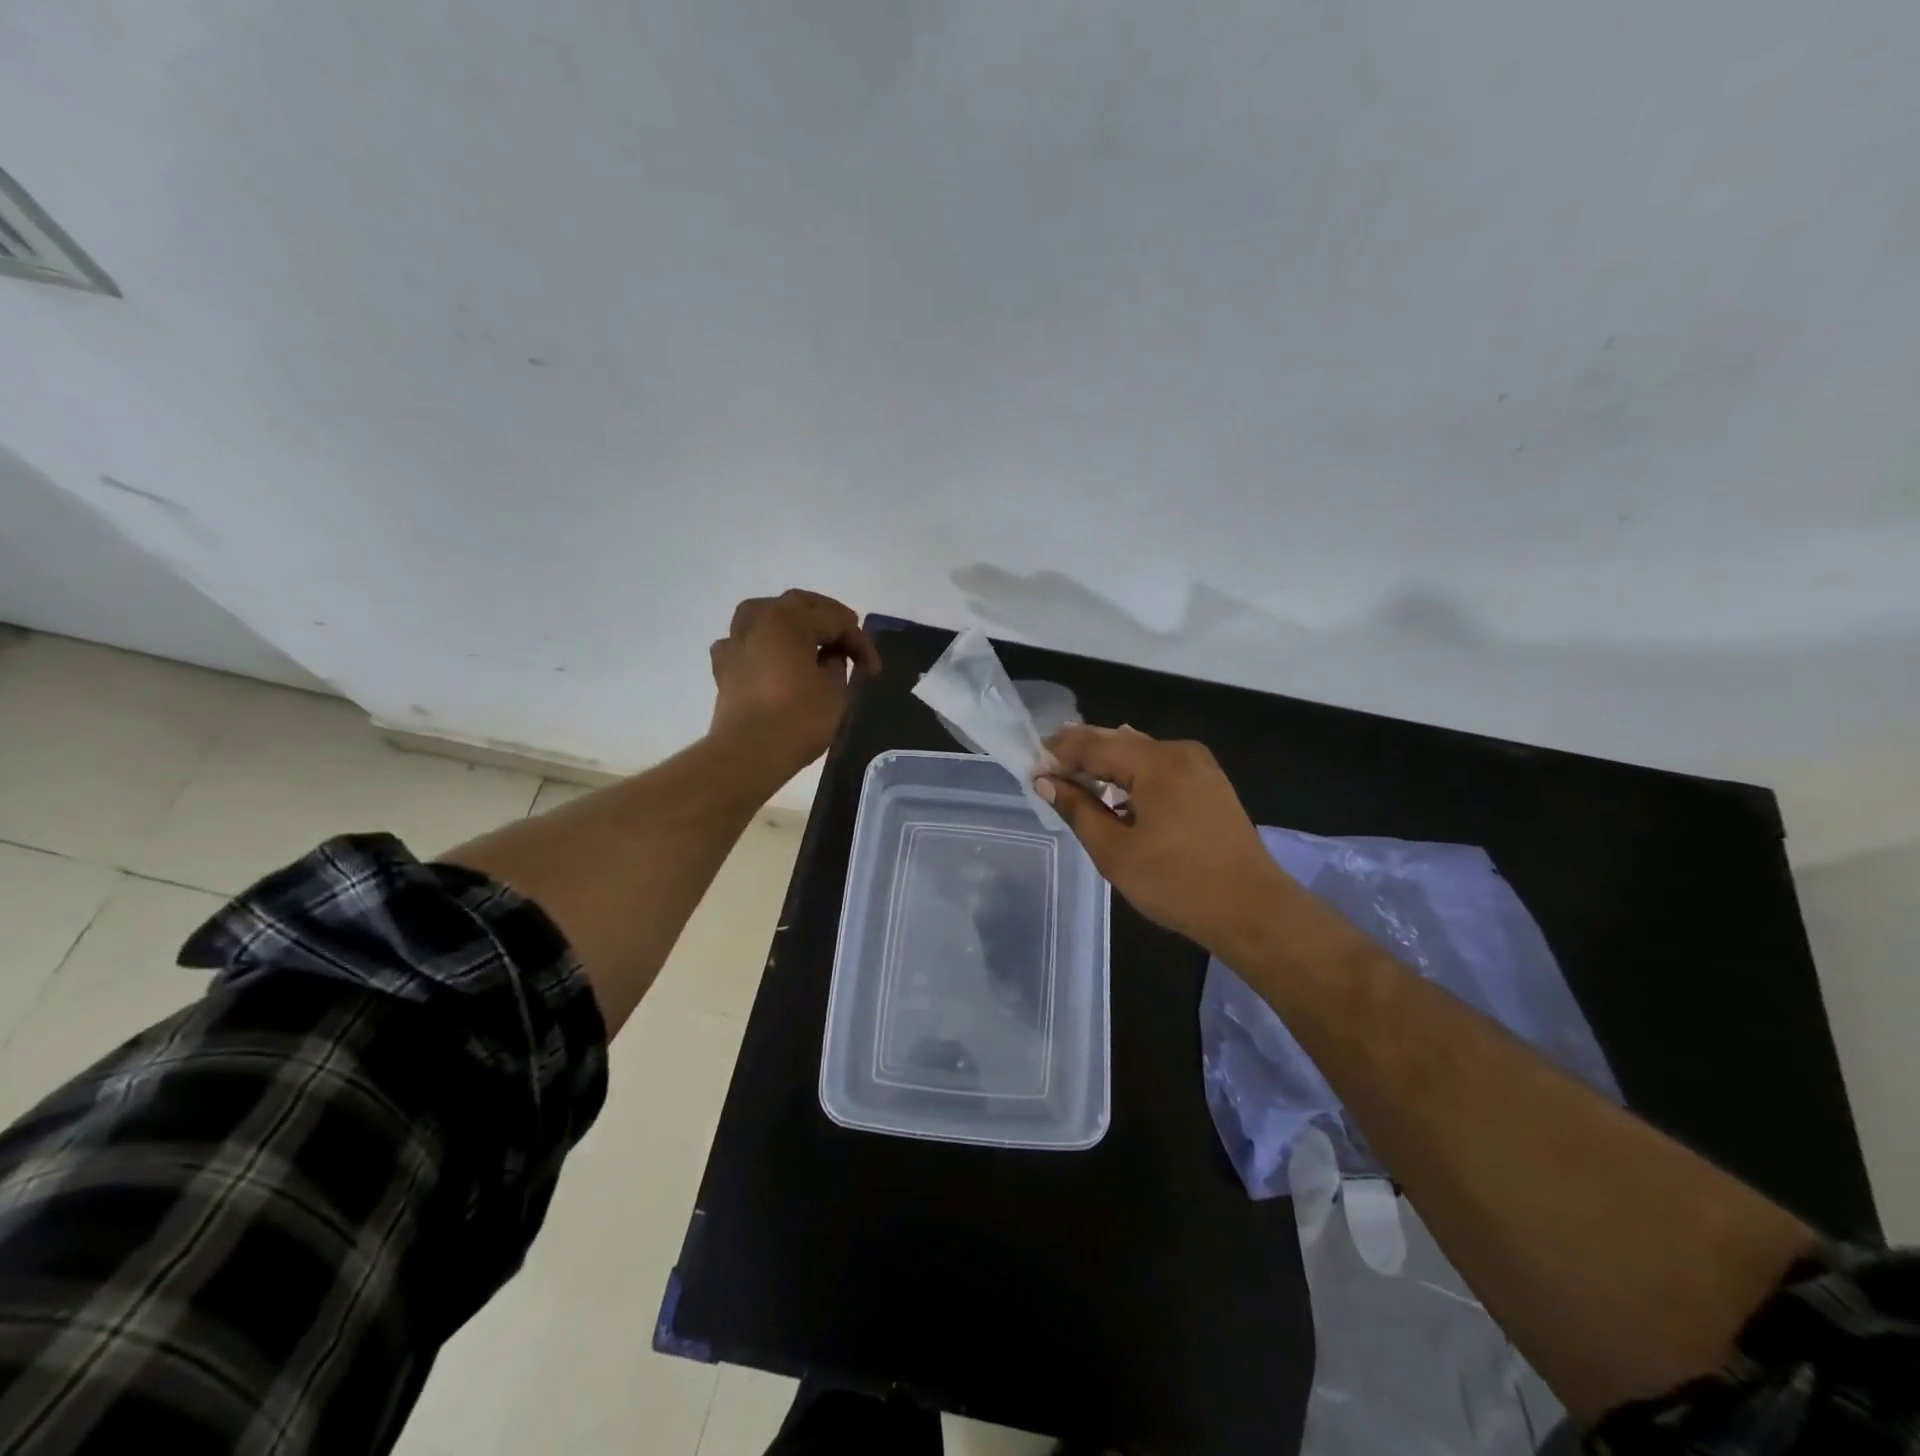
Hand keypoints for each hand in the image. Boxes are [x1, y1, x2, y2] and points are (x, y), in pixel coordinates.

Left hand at [709, 590, 881, 774]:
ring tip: (808, 641)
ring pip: (766, 614)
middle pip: (800, 604)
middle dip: (829, 620)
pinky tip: (771, 658)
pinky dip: (762, 644)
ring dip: (791, 622)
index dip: (860, 642)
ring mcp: (735, 640)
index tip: (873, 671)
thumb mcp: (836, 690)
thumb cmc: (798, 719)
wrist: (749, 753)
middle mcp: (759, 618)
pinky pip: (745, 641)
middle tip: (849, 643)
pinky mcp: (723, 665)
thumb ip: (838, 663)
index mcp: (790, 618)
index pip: (836, 619)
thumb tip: (829, 656)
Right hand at [1038, 725, 1294, 959]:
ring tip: (1074, 773)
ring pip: (1140, 751)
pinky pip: (1160, 765)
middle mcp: (1179, 751)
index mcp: (1156, 762)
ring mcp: (1200, 765)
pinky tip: (1117, 787)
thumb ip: (1078, 810)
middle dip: (1081, 751)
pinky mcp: (1211, 783)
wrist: (1252, 911)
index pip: (1094, 745)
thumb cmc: (1177, 884)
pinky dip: (1133, 772)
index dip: (1059, 754)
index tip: (1030, 766)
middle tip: (1046, 763)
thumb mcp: (1115, 852)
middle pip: (1118, 741)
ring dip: (1107, 761)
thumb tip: (1046, 781)